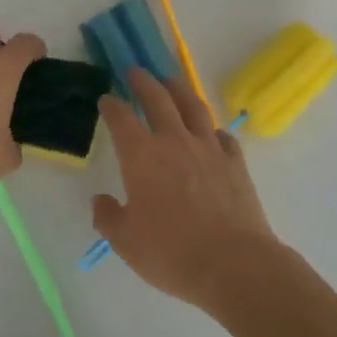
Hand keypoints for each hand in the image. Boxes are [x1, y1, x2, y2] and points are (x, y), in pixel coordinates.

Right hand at [92, 70, 287, 316]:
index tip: (106, 99)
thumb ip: (108, 217)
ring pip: (194, 107)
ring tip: (172, 82)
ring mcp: (209, 149)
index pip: (122, 118)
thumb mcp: (125, 242)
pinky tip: (211, 132)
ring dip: (180, 90)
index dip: (112, 105)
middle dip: (144, 82)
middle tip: (136, 72)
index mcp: (142, 156)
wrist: (234, 264)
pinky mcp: (236, 163)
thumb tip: (100, 201)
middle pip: (159, 99)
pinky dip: (212, 129)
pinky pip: (223, 136)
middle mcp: (175, 142)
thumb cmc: (171, 253)